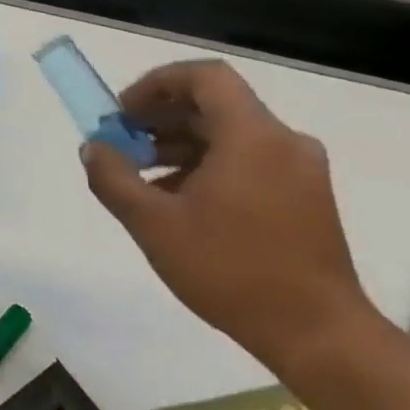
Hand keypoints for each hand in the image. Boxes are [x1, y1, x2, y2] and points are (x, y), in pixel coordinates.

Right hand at [81, 59, 378, 373]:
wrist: (315, 332)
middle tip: (120, 143)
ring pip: (229, 135)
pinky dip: (206, 166)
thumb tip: (93, 148)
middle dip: (159, 117)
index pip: (204, 77)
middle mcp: (283, 142)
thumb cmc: (229, 269)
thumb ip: (113, 178)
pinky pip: (247, 160)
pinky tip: (176, 201)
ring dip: (178, 144)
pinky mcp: (304, 197)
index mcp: (252, 137)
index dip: (156, 83)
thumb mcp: (153, 223)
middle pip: (214, 105)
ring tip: (139, 177)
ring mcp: (299, 170)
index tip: (122, 113)